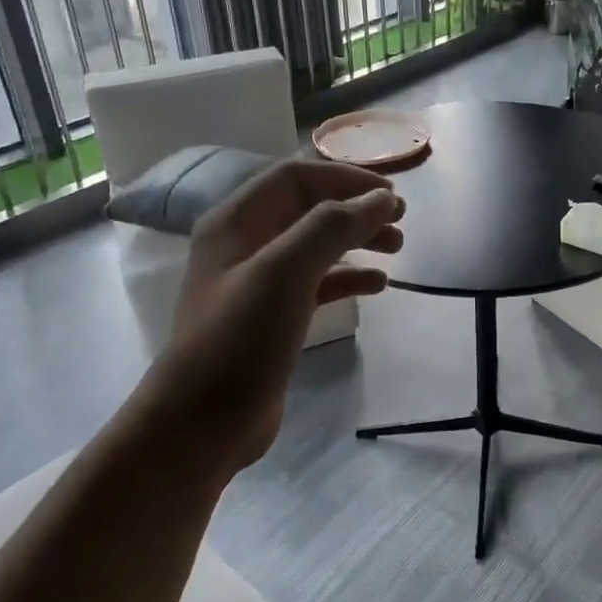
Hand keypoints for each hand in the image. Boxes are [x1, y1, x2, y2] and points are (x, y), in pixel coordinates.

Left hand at [135, 156, 403, 479]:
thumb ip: (332, 227)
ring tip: (398, 248)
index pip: (296, 178)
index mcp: (236, 222)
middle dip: (355, 209)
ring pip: (317, 246)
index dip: (345, 178)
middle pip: (309, 208)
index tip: (390, 194)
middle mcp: (246, 244)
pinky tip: (379, 285)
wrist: (201, 424)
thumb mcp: (284, 273)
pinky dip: (349, 278)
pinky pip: (317, 284)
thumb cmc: (238, 339)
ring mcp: (259, 283)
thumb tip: (382, 198)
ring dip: (357, 241)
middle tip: (400, 220)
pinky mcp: (274, 317)